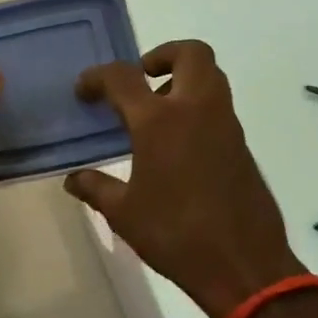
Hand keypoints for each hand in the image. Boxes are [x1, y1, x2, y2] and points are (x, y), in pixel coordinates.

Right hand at [63, 41, 306, 317]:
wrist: (243, 264)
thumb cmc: (176, 235)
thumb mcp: (124, 214)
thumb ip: (96, 188)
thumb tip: (74, 179)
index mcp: (159, 121)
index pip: (123, 77)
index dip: (98, 77)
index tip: (85, 91)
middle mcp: (197, 109)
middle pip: (191, 53)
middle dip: (163, 55)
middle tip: (142, 79)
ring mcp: (226, 124)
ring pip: (211, 76)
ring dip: (184, 79)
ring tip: (156, 114)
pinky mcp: (242, 144)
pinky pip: (219, 107)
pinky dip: (198, 107)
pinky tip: (178, 146)